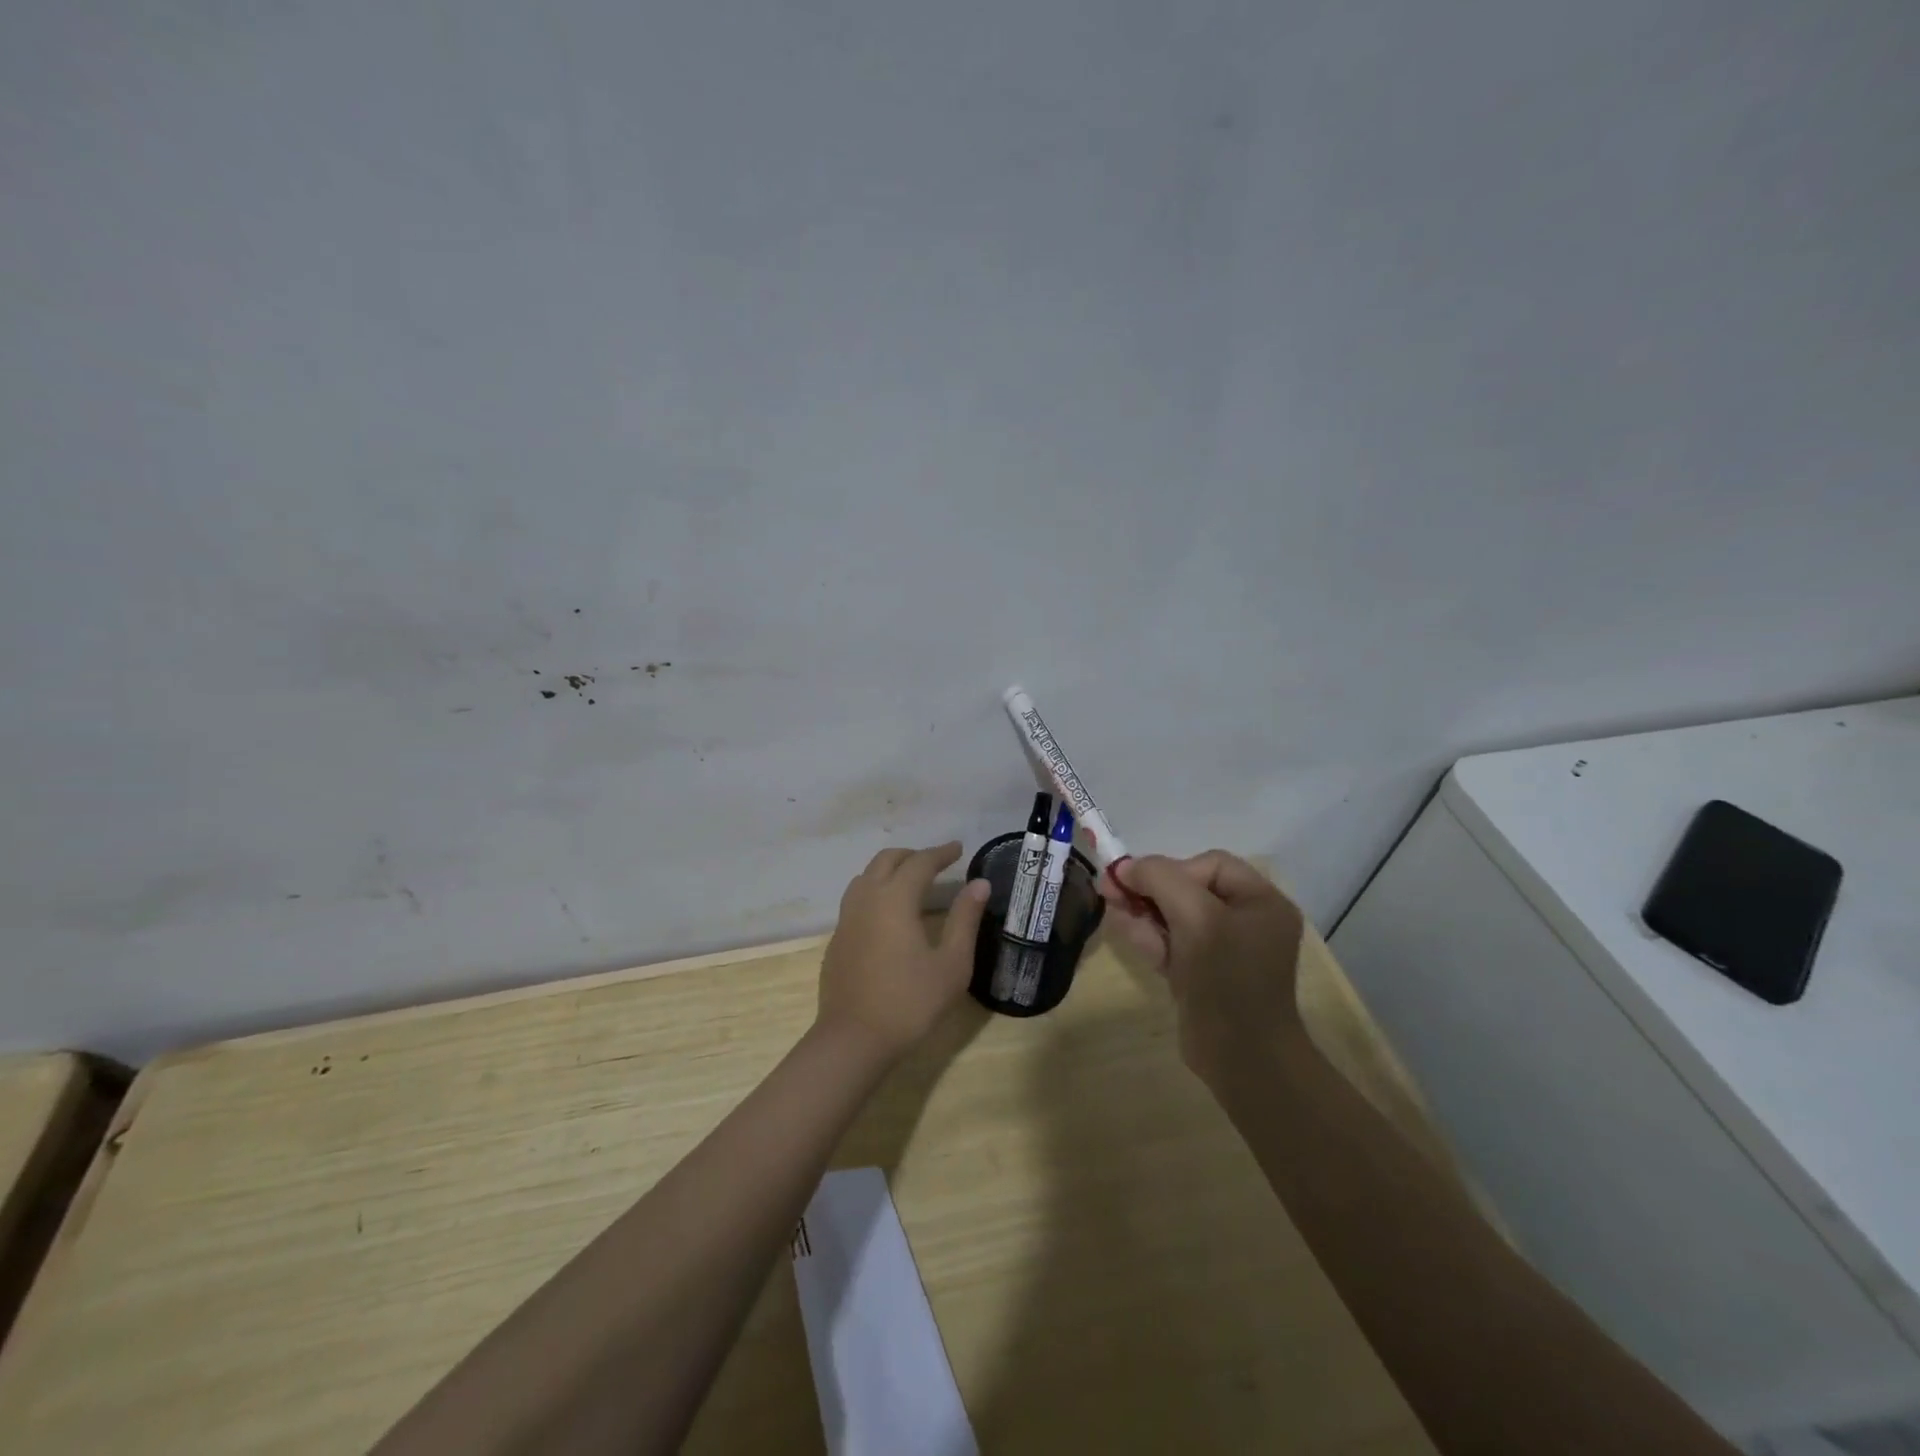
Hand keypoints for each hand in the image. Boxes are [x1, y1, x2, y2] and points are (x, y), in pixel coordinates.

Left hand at [818, 842, 990, 1063]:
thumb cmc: (910, 1002)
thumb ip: (965, 919)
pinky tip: (888, 915)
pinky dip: (875, 891)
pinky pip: (856, 899)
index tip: (958, 848)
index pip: (920, 862)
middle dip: (912, 855)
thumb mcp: (951, 964)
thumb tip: (979, 884)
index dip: (941, 853)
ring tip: (911, 882)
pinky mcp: (836, 940)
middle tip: (936, 863)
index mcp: (895, 899)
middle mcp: (866, 899)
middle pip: (886, 860)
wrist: (853, 1040)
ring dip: (889, 870)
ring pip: (865, 877)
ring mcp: (846, 919)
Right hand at [1099, 851, 1305, 1084]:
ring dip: (1141, 911)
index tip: (1138, 884)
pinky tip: (1122, 928)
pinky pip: (1173, 944)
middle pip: (1188, 889)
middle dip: (1148, 889)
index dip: (1172, 868)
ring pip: (1175, 918)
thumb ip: (1160, 879)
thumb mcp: (1195, 916)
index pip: (1210, 865)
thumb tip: (1125, 866)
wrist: (1242, 1058)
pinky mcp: (1203, 975)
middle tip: (1107, 889)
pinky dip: (1148, 936)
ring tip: (1110, 906)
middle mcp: (1246, 921)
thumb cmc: (1226, 977)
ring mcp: (1224, 951)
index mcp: (1260, 902)